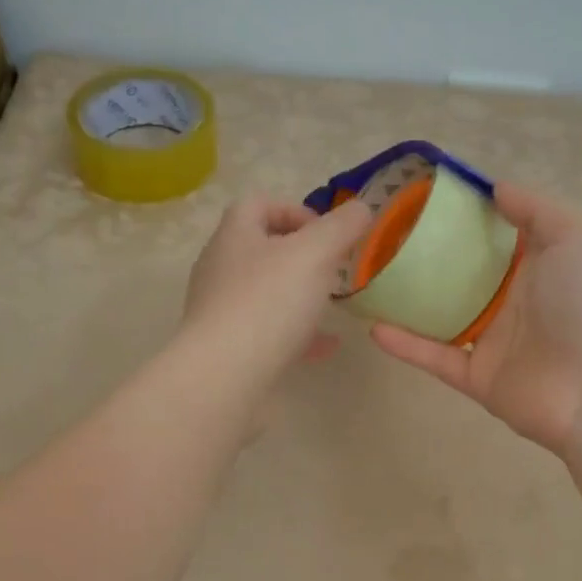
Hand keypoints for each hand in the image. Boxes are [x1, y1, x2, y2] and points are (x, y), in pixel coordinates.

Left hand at [181, 194, 373, 389]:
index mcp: (234, 236)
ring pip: (265, 292)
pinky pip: (268, 332)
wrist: (224, 376)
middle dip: (301, 256)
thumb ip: (341, 227)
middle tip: (333, 269)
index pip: (258, 204)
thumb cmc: (268, 303)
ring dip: (299, 294)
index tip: (327, 233)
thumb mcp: (314, 254)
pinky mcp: (228, 347)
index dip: (295, 210)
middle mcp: (220, 268)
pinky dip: (298, 334)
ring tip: (331, 305)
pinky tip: (327, 346)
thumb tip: (361, 208)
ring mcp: (221, 310)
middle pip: (261, 249)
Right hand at [369, 183, 581, 456]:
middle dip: (427, 257)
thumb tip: (494, 188)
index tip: (423, 198)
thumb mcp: (576, 235)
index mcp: (540, 265)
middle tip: (384, 238)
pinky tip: (374, 327)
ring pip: (442, 317)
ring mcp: (494, 341)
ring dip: (409, 303)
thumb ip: (535, 208)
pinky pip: (435, 357)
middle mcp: (515, 300)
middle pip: (463, 274)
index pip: (496, 234)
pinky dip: (406, 345)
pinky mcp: (476, 377)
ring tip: (370, 282)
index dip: (464, 215)